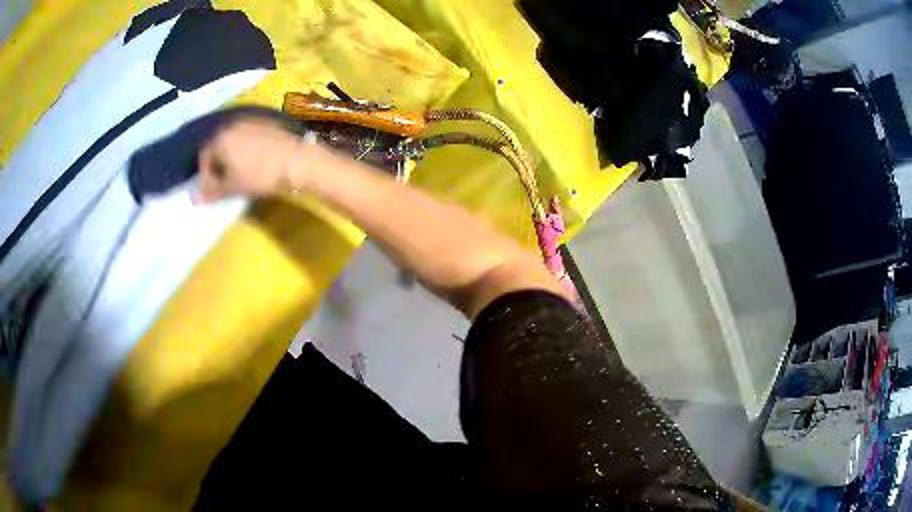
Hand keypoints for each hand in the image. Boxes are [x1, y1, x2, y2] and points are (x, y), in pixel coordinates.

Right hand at [197, 118, 311, 202]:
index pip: (204, 157)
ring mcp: (251, 121)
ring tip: (239, 174)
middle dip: (218, 165)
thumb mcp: (232, 187)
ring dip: (232, 157)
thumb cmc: (259, 174)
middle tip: (224, 182)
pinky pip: (249, 137)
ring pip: (234, 140)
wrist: (297, 160)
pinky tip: (255, 162)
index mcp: (220, 137)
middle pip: (218, 146)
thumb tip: (195, 200)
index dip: (205, 176)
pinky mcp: (267, 123)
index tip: (212, 190)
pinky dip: (246, 149)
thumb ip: (212, 192)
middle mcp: (233, 124)